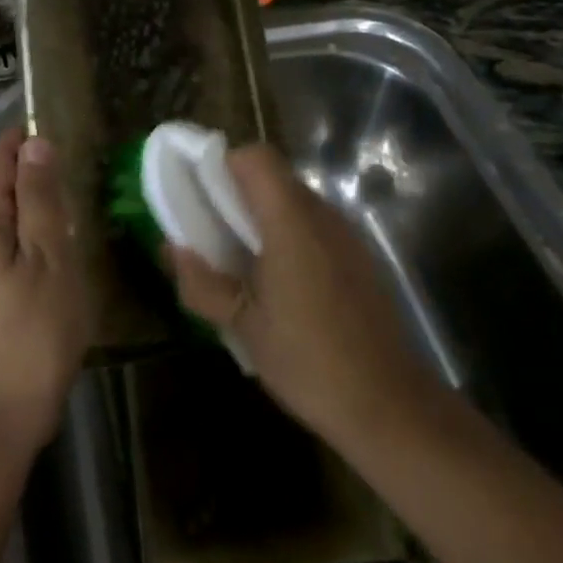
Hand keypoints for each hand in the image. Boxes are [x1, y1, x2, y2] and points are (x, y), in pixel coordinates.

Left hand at [0, 128, 90, 468]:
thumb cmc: (31, 335)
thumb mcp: (47, 259)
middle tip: (82, 166)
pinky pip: (5, 243)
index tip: (68, 131)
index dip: (27, 139)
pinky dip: (31, 232)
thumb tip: (35, 143)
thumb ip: (39, 199)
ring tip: (78, 199)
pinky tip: (61, 244)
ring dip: (35, 201)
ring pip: (2, 215)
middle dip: (33, 168)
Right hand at [167, 143, 442, 448]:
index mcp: (291, 221)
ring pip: (296, 201)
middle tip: (212, 232)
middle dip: (238, 194)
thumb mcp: (242, 325)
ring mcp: (347, 235)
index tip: (202, 196)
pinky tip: (282, 283)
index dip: (224, 165)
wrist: (389, 404)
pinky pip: (316, 227)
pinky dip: (291, 236)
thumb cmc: (307, 361)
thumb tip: (172, 247)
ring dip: (264, 216)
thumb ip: (201, 282)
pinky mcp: (360, 257)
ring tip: (243, 261)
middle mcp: (323, 215)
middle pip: (275, 177)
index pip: (256, 157)